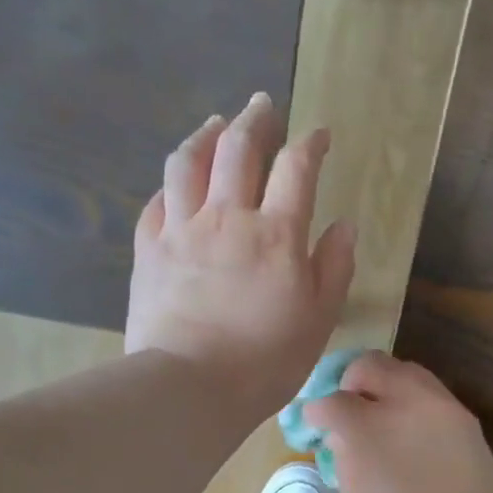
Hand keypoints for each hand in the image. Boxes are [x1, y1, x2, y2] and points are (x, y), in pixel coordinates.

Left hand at [125, 93, 355, 422]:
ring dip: (205, 136)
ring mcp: (181, 231)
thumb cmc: (265, 362)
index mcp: (276, 235)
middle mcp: (227, 218)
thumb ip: (334, 268)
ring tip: (215, 124)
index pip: (296, 169)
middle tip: (262, 105)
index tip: (318, 135)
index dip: (310, 144)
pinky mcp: (148, 251)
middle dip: (254, 120)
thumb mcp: (318, 320)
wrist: (190, 387)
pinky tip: (175, 183)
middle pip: (239, 149)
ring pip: (189, 163)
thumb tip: (344, 226)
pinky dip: (170, 184)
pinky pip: (156, 202)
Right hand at [303, 352, 492, 492]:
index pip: (332, 400)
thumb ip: (343, 454)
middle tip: (349, 405)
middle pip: (370, 365)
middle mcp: (404, 402)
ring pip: (405, 370)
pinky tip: (410, 427)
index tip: (316, 421)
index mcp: (367, 428)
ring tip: (382, 412)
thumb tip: (341, 433)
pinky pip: (431, 392)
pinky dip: (413, 400)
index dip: (317, 410)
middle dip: (352, 380)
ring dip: (386, 384)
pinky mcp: (464, 416)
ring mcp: (440, 404)